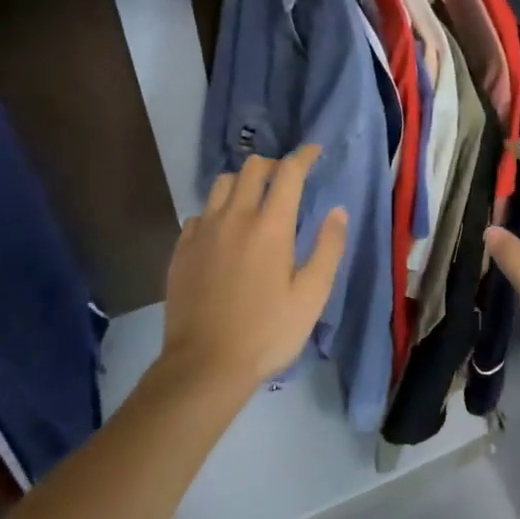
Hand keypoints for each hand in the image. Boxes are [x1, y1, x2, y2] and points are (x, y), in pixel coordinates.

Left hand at [162, 147, 347, 390]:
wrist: (204, 365)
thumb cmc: (267, 332)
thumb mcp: (312, 296)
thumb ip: (328, 248)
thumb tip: (337, 211)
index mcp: (271, 225)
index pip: (288, 172)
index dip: (304, 156)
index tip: (315, 152)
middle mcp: (235, 217)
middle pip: (252, 168)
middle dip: (274, 166)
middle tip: (287, 181)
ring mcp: (203, 231)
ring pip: (221, 184)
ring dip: (242, 183)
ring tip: (254, 201)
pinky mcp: (182, 249)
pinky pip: (200, 213)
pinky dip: (217, 211)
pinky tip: (223, 232)